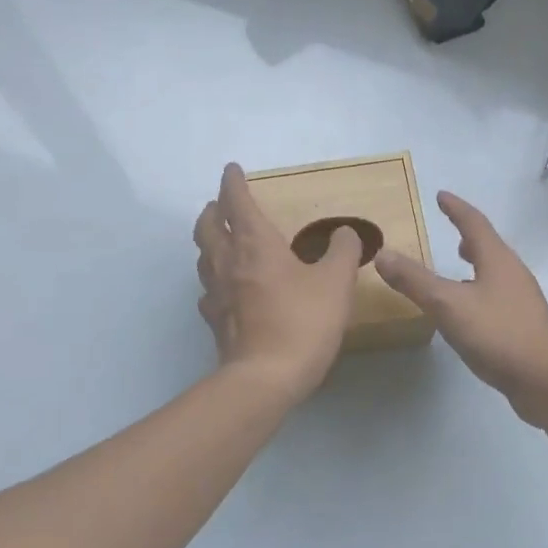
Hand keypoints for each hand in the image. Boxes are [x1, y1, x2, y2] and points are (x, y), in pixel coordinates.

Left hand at [195, 163, 360, 400]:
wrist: (266, 378)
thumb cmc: (303, 320)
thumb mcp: (337, 281)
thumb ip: (343, 251)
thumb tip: (344, 233)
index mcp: (255, 243)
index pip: (236, 201)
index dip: (233, 182)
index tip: (232, 169)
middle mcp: (228, 261)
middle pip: (208, 225)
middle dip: (214, 209)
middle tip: (223, 204)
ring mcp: (216, 292)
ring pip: (203, 255)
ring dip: (210, 241)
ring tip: (223, 241)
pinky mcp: (215, 320)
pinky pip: (209, 290)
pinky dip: (215, 278)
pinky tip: (228, 289)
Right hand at [373, 191, 547, 425]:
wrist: (545, 381)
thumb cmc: (498, 334)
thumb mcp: (448, 305)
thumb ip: (415, 280)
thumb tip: (383, 253)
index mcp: (497, 260)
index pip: (474, 223)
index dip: (456, 208)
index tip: (441, 195)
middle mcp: (513, 273)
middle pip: (489, 245)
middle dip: (468, 235)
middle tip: (450, 229)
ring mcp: (521, 300)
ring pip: (494, 271)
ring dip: (476, 262)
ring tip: (458, 264)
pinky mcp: (523, 324)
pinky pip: (496, 295)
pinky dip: (479, 289)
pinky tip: (469, 309)